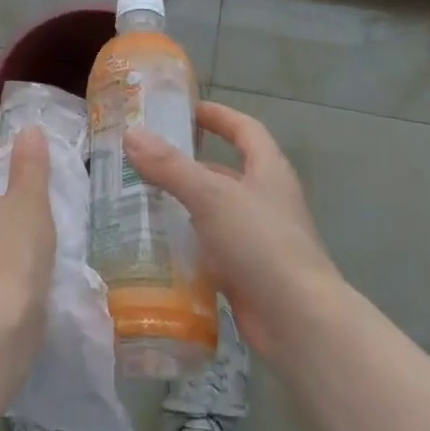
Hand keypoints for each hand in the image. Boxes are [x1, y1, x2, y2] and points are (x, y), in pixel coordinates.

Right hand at [123, 101, 343, 355]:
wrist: (298, 320)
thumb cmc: (260, 243)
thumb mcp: (212, 196)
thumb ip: (170, 167)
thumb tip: (131, 135)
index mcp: (268, 172)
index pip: (245, 130)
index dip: (219, 116)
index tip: (186, 110)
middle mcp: (265, 200)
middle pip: (225, 172)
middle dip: (188, 164)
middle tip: (144, 160)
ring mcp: (257, 239)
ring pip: (214, 212)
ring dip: (182, 205)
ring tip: (139, 200)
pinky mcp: (245, 272)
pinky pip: (210, 248)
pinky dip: (185, 243)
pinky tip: (154, 246)